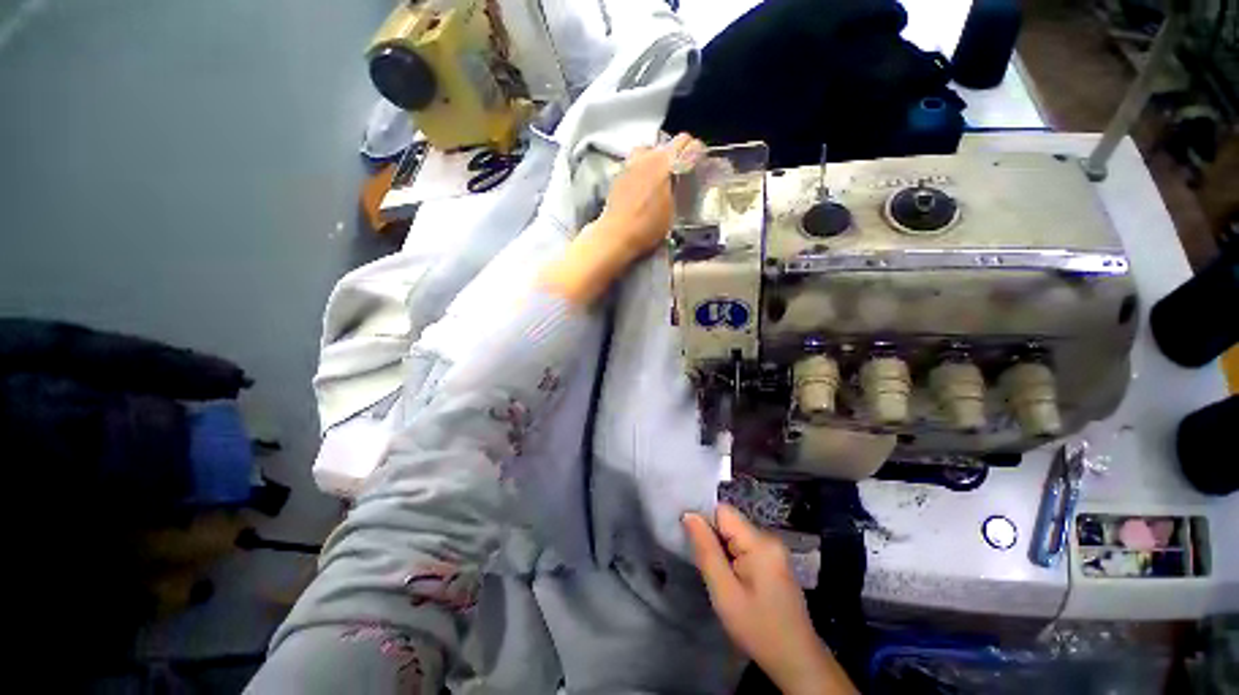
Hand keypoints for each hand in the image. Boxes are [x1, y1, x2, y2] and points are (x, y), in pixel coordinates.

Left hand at [594, 132, 700, 261]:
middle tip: (680, 173)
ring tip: (660, 175)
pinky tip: (643, 186)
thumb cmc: (648, 226)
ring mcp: (629, 163)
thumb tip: (678, 180)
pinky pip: (635, 163)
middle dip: (677, 155)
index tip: (699, 164)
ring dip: (656, 159)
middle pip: (667, 144)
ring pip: (648, 150)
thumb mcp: (672, 210)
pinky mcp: (618, 175)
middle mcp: (646, 156)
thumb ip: (677, 188)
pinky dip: (642, 169)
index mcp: (664, 161)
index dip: (696, 152)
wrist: (616, 236)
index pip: (686, 143)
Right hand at [683, 505, 856, 694]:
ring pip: (735, 534)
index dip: (704, 522)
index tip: (693, 544)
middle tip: (706, 567)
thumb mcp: (725, 592)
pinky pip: (745, 546)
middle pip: (729, 522)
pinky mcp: (774, 560)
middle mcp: (769, 537)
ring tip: (718, 576)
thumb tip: (688, 514)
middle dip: (713, 539)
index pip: (723, 511)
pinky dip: (733, 557)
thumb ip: (706, 550)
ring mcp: (774, 549)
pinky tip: (733, 580)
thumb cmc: (758, 628)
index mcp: (759, 542)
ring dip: (722, 550)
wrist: (797, 662)